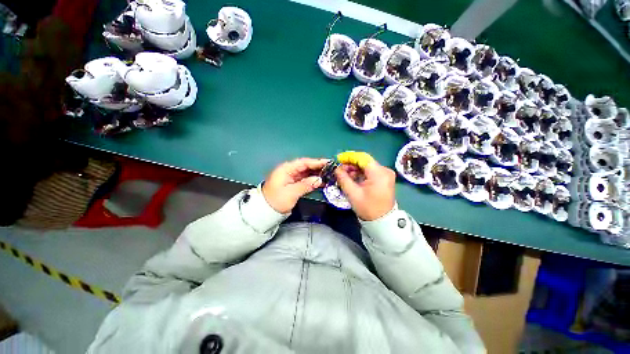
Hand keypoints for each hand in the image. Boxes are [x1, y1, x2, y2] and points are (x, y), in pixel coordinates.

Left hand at [262, 158, 328, 213]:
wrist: (266, 211)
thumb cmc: (277, 200)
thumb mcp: (291, 193)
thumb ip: (305, 185)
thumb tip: (319, 180)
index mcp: (286, 169)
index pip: (303, 162)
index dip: (316, 162)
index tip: (328, 163)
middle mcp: (289, 171)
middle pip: (306, 167)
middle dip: (318, 167)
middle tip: (331, 169)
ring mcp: (292, 177)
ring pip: (307, 173)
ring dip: (317, 174)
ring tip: (329, 175)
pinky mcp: (294, 184)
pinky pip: (305, 180)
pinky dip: (313, 181)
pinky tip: (322, 182)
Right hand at [334, 159, 395, 220]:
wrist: (382, 221)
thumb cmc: (367, 208)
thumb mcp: (353, 193)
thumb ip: (343, 178)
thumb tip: (336, 168)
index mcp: (379, 173)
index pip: (362, 158)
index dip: (349, 157)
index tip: (338, 160)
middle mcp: (384, 171)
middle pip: (365, 161)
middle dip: (351, 164)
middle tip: (339, 170)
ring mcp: (385, 174)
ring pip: (367, 166)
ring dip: (355, 169)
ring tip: (344, 175)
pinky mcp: (384, 179)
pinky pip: (370, 172)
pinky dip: (360, 173)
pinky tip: (352, 178)